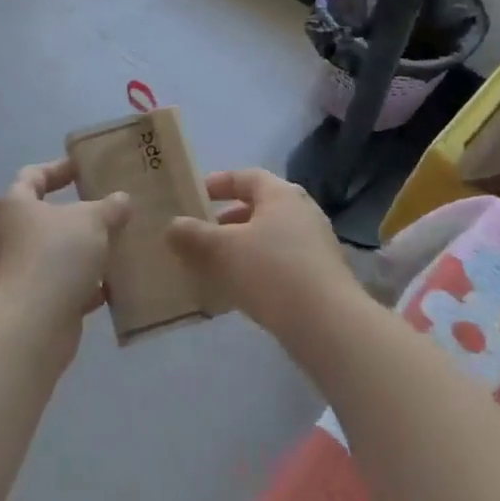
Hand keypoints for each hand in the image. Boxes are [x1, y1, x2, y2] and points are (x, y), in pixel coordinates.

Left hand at [0, 160, 130, 352]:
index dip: (59, 169)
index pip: (33, 176)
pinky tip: (110, 287)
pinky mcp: (24, 304)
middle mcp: (3, 235)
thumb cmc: (54, 257)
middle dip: (76, 216)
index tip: (85, 169)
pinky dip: (81, 284)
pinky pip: (57, 285)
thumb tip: (121, 199)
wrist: (30, 326)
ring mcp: (11, 272)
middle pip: (43, 217)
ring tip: (115, 248)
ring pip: (52, 254)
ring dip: (81, 253)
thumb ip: (109, 207)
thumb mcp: (92, 221)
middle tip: (107, 211)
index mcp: (11, 205)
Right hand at [166, 168, 361, 335]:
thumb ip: (193, 235)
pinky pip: (281, 264)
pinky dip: (257, 270)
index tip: (193, 197)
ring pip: (269, 238)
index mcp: (281, 194)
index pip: (246, 177)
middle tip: (199, 236)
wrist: (327, 323)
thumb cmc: (271, 271)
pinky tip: (238, 293)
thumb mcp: (222, 250)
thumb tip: (173, 226)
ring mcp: (316, 245)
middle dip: (226, 221)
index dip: (217, 183)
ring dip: (240, 248)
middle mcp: (302, 212)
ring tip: (213, 267)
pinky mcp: (321, 276)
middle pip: (258, 208)